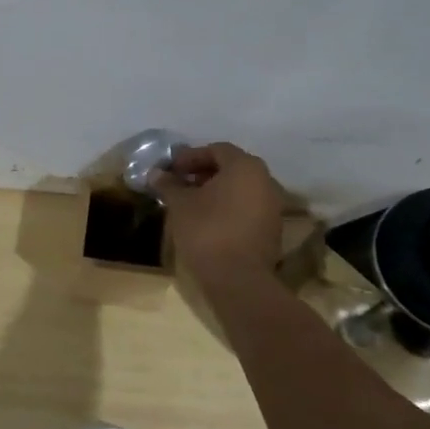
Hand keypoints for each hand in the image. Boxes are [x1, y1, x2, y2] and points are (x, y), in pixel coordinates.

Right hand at [151, 142, 285, 279]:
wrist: (238, 278)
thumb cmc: (207, 231)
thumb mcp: (180, 204)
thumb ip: (169, 185)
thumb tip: (156, 173)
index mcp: (245, 167)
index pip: (217, 150)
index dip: (191, 157)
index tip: (172, 169)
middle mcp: (265, 180)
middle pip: (231, 168)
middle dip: (204, 173)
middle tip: (180, 183)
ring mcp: (273, 205)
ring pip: (241, 189)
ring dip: (216, 191)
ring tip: (191, 203)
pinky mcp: (272, 228)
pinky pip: (247, 207)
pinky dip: (228, 207)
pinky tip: (208, 220)